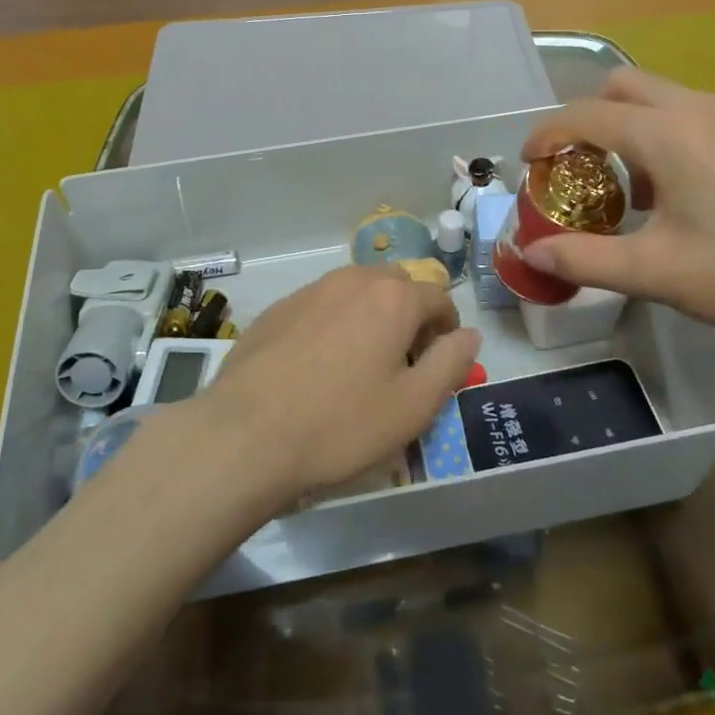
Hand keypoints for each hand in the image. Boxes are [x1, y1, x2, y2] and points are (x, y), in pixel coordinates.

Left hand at [204, 265, 481, 500]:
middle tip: (400, 366)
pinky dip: (331, 326)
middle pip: (396, 287)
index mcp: (393, 297)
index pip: (439, 299)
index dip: (447, 332)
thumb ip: (451, 363)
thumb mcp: (413, 406)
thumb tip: (469, 334)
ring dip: (369, 318)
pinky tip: (315, 369)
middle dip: (408, 317)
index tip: (438, 366)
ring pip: (355, 293)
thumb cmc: (341, 423)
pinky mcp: (277, 309)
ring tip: (357, 367)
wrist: (245, 434)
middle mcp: (352, 280)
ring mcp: (309, 291)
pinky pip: (320, 307)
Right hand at [518, 68, 714, 351]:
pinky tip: (697, 193)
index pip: (584, 116)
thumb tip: (531, 251)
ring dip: (635, 128)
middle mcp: (701, 108)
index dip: (546, 135)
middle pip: (624, 86)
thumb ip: (584, 259)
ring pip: (668, 99)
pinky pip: (706, 117)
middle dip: (589, 117)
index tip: (528, 162)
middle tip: (581, 168)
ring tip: (638, 188)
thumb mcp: (657, 273)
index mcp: (666, 134)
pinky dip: (677, 137)